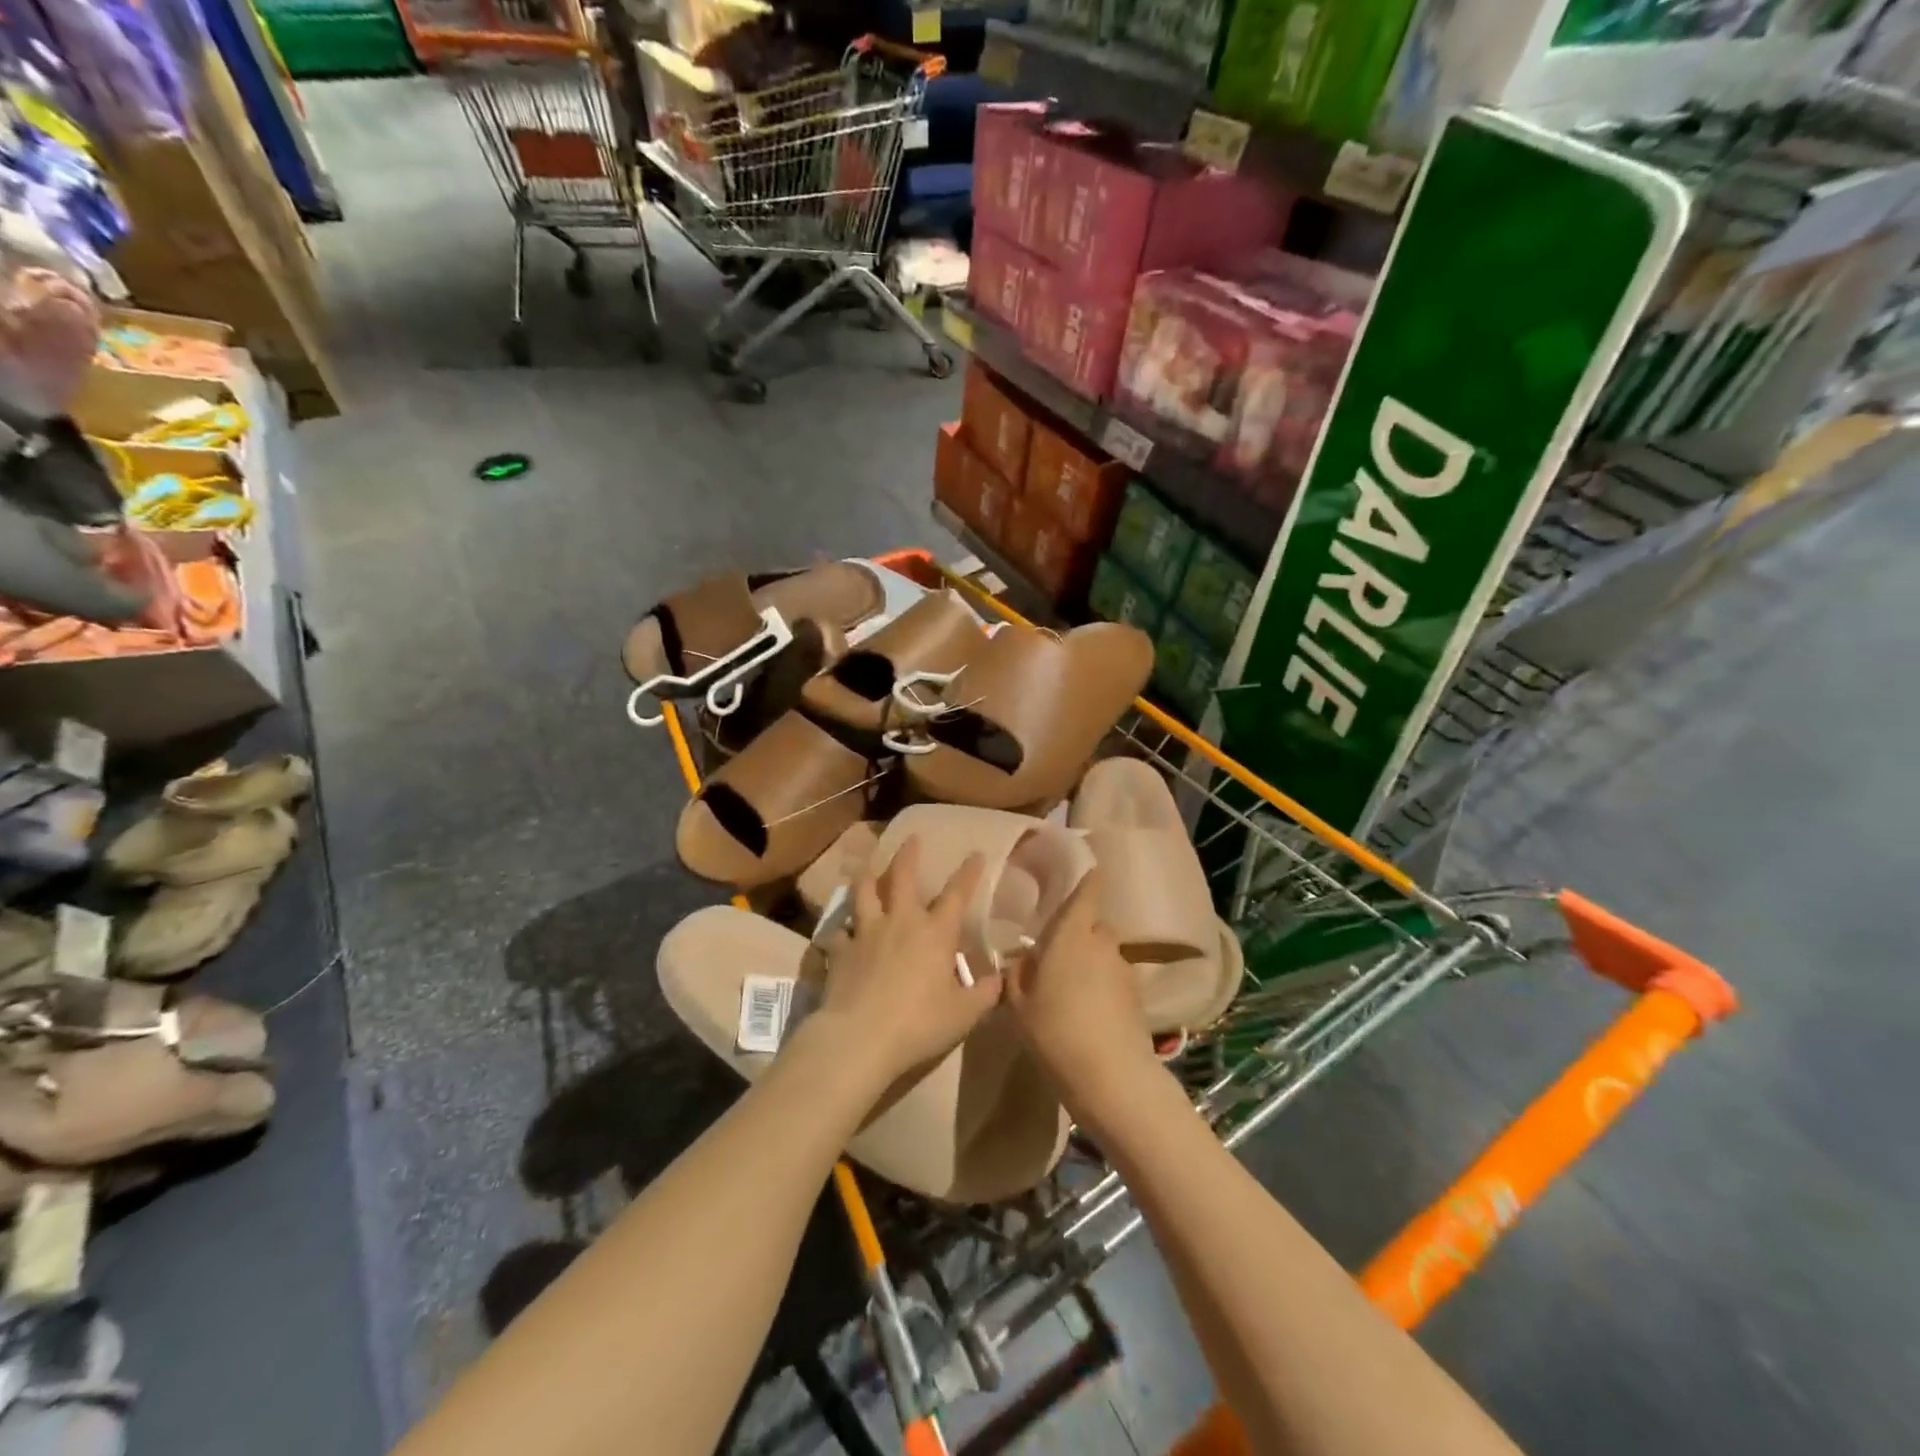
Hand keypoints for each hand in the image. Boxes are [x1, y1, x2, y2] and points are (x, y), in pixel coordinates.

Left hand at [805, 838, 1002, 1091]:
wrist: (860, 1038)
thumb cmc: (920, 1023)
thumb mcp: (964, 1015)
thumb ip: (985, 994)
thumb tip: (1001, 980)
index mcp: (935, 933)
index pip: (957, 894)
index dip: (968, 873)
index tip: (976, 853)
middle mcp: (900, 922)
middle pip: (903, 877)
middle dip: (908, 855)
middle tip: (911, 838)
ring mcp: (866, 932)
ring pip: (864, 893)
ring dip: (868, 877)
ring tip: (868, 867)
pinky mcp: (840, 950)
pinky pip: (837, 932)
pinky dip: (839, 929)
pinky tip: (838, 931)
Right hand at [1005, 871, 1157, 1126]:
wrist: (1111, 1077)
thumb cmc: (1055, 1031)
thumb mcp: (1019, 1004)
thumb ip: (1017, 974)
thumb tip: (1021, 958)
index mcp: (1072, 933)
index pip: (1088, 890)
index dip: (1087, 877)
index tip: (1082, 870)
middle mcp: (1102, 941)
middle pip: (1093, 925)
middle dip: (1078, 932)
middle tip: (1055, 953)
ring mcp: (1124, 968)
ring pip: (1104, 952)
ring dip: (1091, 961)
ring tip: (1070, 988)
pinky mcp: (1137, 995)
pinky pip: (1114, 977)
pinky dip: (1103, 985)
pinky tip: (1089, 1011)